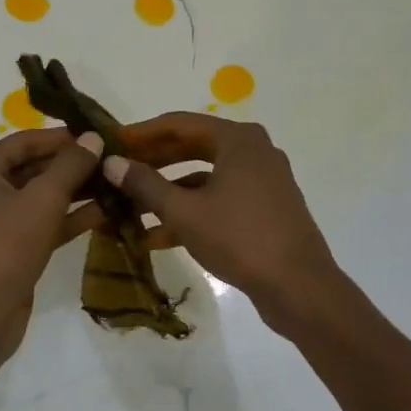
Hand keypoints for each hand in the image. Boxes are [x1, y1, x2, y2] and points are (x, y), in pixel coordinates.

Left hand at [0, 127, 103, 362]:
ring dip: (79, 191)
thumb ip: (70, 165)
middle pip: (36, 167)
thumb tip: (93, 138)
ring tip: (119, 182)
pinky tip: (109, 212)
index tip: (101, 135)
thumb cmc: (5, 247)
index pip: (26, 140)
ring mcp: (1, 222)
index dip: (63, 136)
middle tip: (116, 159)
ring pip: (44, 197)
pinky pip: (47, 223)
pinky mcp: (16, 248)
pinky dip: (73, 217)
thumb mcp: (42, 199)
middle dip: (75, 164)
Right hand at [101, 112, 344, 331]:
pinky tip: (157, 236)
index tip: (112, 142)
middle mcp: (253, 151)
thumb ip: (145, 185)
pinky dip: (191, 211)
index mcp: (237, 140)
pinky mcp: (265, 208)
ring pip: (204, 177)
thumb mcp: (184, 212)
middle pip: (192, 147)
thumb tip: (111, 163)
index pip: (179, 124)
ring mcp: (262, 181)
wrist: (299, 286)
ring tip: (130, 207)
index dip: (142, 133)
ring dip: (168, 191)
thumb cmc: (240, 238)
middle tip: (119, 172)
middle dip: (153, 162)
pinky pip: (219, 199)